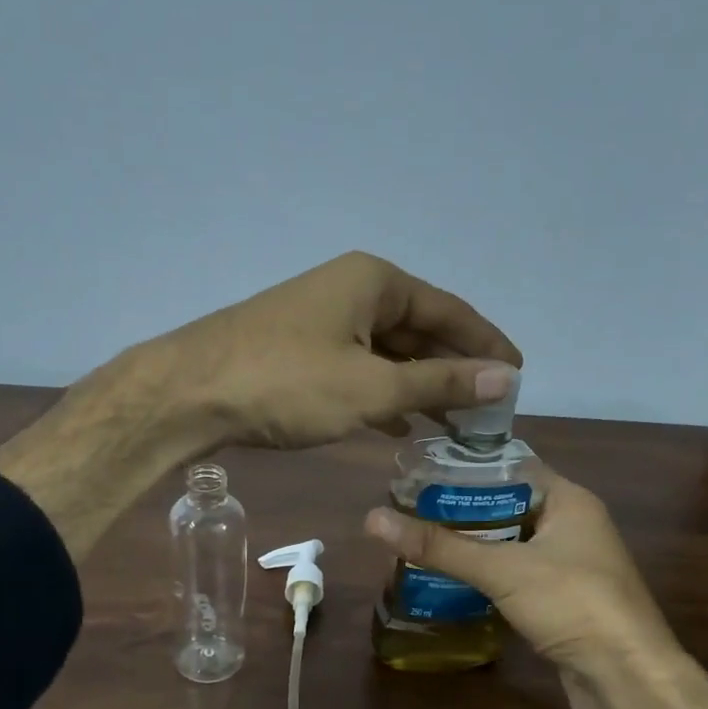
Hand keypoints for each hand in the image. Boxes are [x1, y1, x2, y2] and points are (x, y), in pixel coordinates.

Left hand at [124, 251, 522, 451]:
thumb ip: (439, 382)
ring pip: (387, 353)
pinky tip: (397, 426)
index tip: (518, 376)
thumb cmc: (286, 383)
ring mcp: (322, 320)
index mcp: (375, 282)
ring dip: (419, 386)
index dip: (487, 344)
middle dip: (454, 369)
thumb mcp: (370, 388)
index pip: (450, 311)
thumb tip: (506, 378)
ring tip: (453, 425)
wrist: (188, 394)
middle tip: (489, 411)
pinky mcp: (299, 350)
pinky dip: (381, 395)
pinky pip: (357, 368)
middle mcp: (351, 290)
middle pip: (419, 329)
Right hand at [365, 475, 707, 708]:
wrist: (628, 682)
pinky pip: (514, 577)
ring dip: (469, 547)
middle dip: (458, 512)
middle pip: (505, 507)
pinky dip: (484, 577)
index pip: (510, 468)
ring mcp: (568, 566)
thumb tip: (372, 519)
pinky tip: (447, 581)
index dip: (466, 469)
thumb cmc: (574, 605)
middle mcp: (571, 526)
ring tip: (418, 544)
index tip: (419, 474)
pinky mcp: (560, 601)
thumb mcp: (502, 569)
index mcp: (569, 501)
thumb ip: (440, 546)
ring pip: (508, 545)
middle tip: (408, 512)